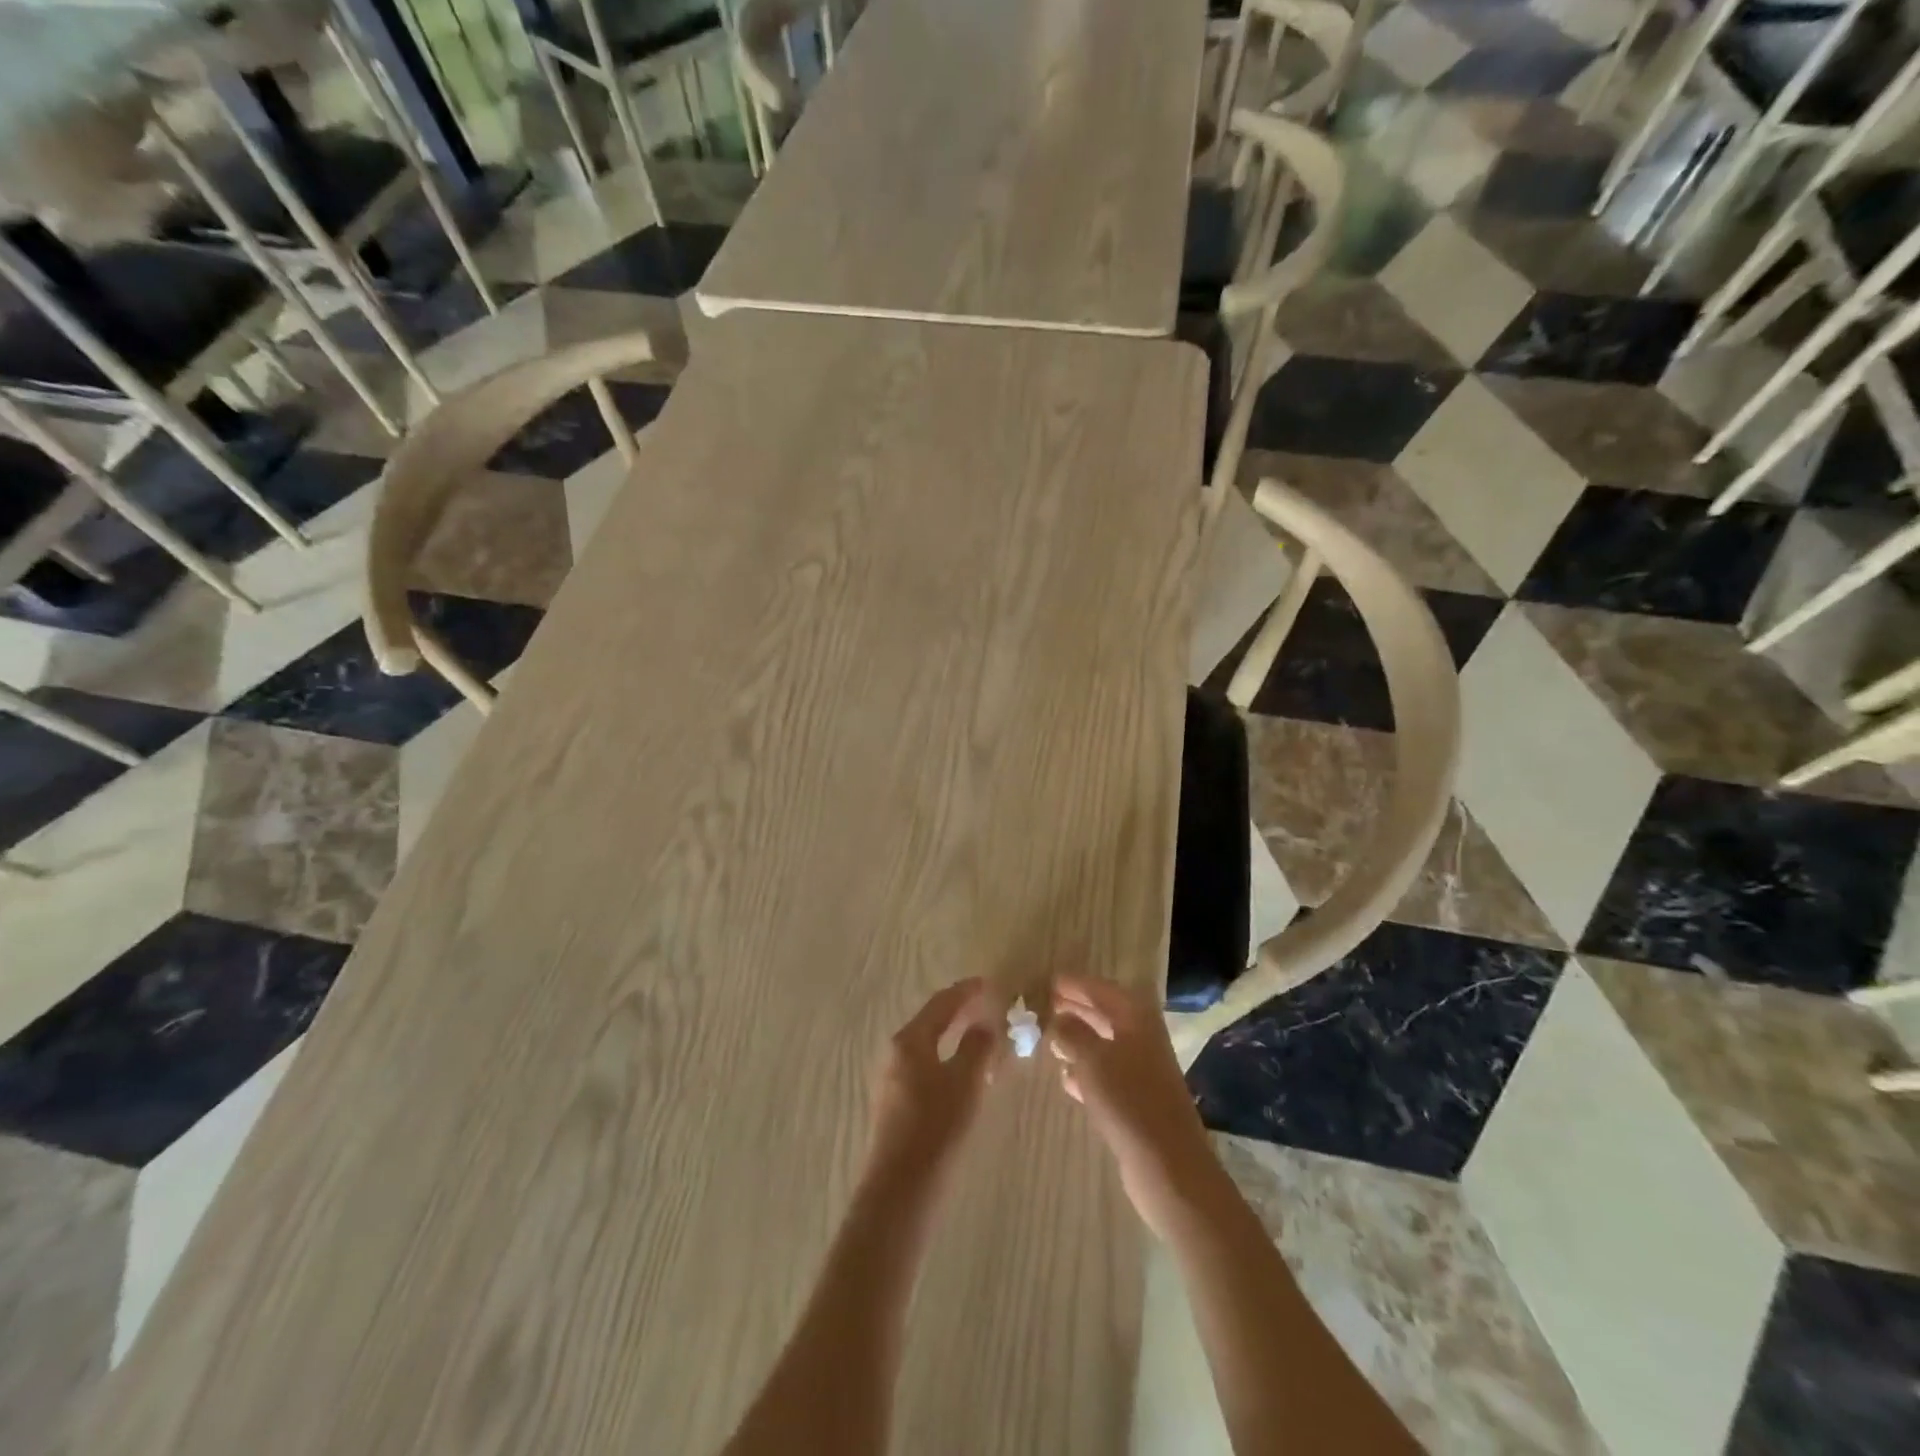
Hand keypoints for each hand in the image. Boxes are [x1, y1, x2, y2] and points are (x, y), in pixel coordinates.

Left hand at [868, 978, 1004, 1181]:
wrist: (900, 1190)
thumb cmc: (936, 1128)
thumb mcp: (965, 1083)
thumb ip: (977, 1048)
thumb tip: (984, 1025)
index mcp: (910, 1040)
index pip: (941, 1004)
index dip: (965, 992)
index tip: (988, 983)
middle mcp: (895, 1052)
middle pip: (931, 1022)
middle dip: (959, 1012)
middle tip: (987, 1006)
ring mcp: (892, 1078)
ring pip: (927, 1045)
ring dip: (953, 1037)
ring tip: (981, 1036)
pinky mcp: (895, 1103)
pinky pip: (924, 1066)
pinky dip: (946, 1058)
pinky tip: (964, 1071)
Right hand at [1050, 976, 1215, 1236]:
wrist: (1169, 1166)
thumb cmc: (1129, 1101)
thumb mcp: (1092, 1059)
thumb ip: (1071, 1033)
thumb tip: (1058, 1018)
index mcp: (1136, 1018)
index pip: (1102, 989)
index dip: (1075, 984)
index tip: (1048, 980)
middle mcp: (1142, 1038)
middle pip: (1105, 1014)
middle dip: (1076, 1009)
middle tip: (1045, 1005)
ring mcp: (1141, 1070)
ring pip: (1103, 1044)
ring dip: (1078, 1040)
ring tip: (1049, 1039)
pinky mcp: (1136, 1100)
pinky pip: (1106, 1074)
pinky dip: (1086, 1070)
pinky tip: (1066, 1078)